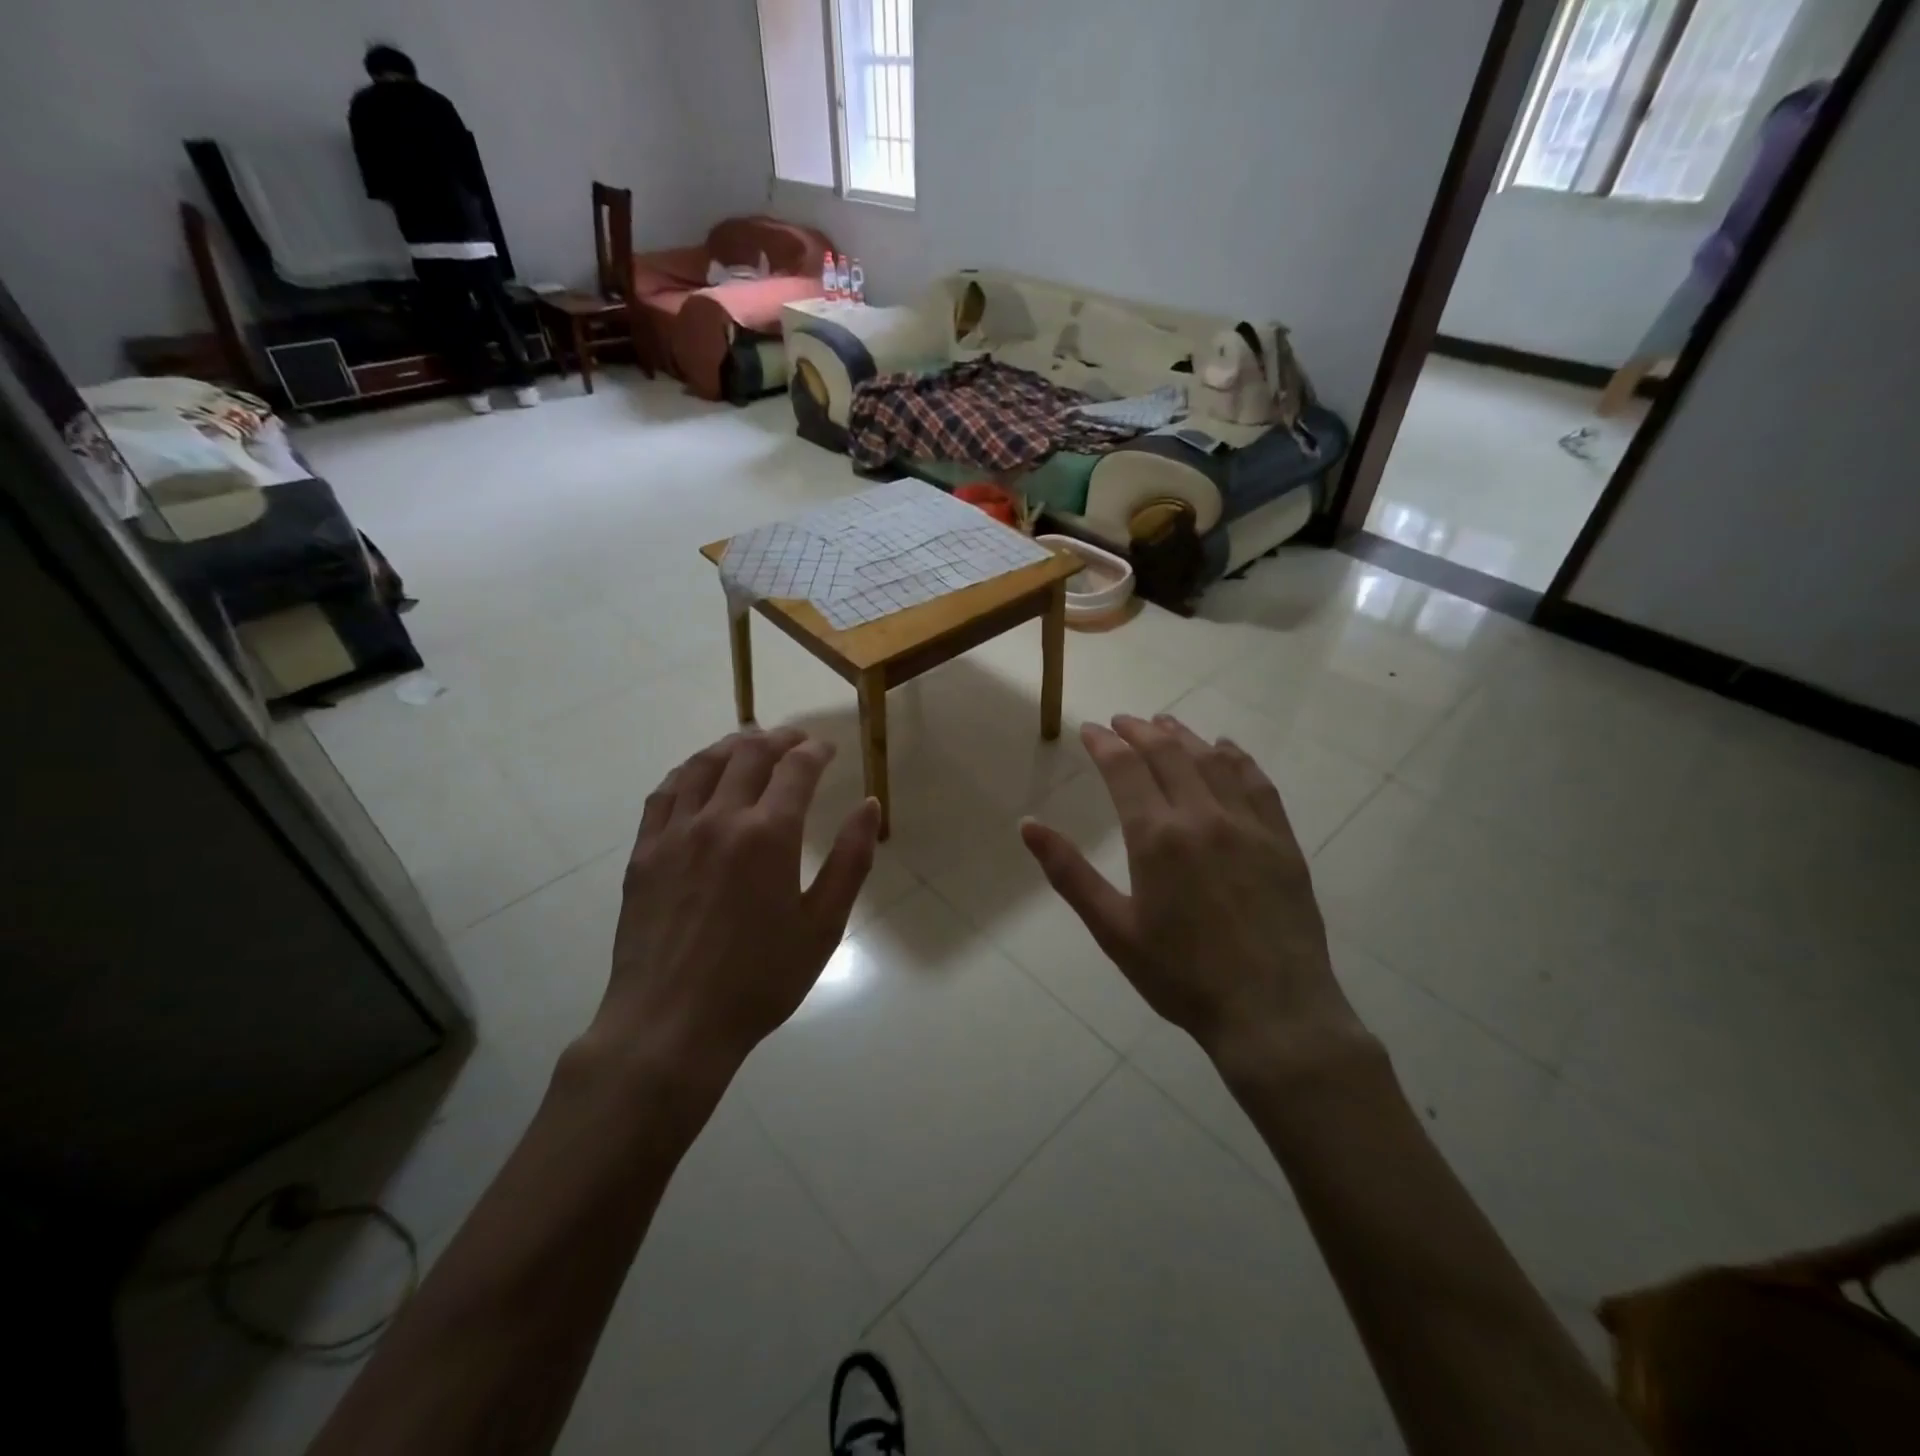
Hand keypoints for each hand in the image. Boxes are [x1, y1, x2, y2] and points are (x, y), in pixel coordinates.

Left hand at [583, 728, 880, 1095]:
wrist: (672, 1024)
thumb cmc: (759, 980)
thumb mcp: (823, 926)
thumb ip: (850, 860)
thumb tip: (869, 806)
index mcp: (768, 835)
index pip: (796, 768)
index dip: (815, 751)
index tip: (827, 749)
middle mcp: (720, 819)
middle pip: (749, 755)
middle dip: (778, 739)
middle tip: (796, 739)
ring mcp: (675, 832)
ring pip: (702, 765)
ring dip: (731, 746)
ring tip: (749, 744)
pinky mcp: (644, 852)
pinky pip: (665, 793)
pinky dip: (688, 772)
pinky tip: (697, 776)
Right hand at [1020, 714, 1365, 1077]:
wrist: (1271, 1011)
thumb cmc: (1181, 975)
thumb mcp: (1113, 929)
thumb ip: (1068, 873)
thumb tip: (1027, 825)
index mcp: (1156, 837)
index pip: (1124, 769)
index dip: (1104, 743)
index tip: (1090, 729)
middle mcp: (1202, 816)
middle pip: (1168, 753)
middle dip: (1139, 731)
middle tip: (1122, 721)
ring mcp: (1247, 824)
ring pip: (1212, 760)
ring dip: (1184, 736)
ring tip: (1165, 723)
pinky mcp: (1281, 839)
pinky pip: (1257, 782)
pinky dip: (1236, 757)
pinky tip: (1226, 749)